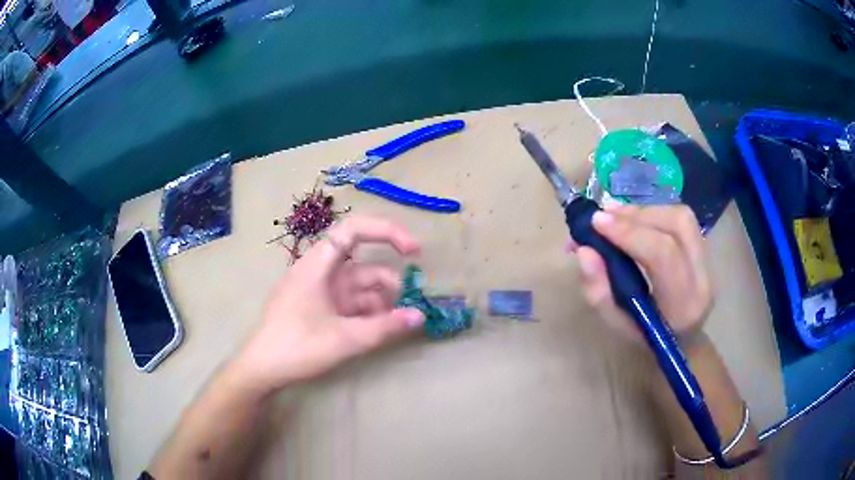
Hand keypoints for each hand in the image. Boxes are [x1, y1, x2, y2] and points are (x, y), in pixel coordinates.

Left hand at [234, 216, 424, 393]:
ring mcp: (319, 291)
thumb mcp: (344, 339)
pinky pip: (349, 303)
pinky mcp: (319, 308)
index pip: (354, 230)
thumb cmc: (297, 347)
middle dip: (388, 281)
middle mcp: (319, 272)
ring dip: (380, 301)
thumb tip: (419, 316)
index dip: (386, 232)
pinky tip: (380, 329)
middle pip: (361, 264)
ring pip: (358, 287)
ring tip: (397, 323)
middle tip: (410, 304)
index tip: (413, 251)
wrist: (261, 369)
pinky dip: (367, 312)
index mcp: (318, 266)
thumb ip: (384, 327)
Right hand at [568, 204, 712, 344]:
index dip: (630, 233)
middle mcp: (703, 279)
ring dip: (645, 210)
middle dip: (637, 215)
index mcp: (682, 306)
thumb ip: (598, 290)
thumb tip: (583, 250)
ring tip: (616, 215)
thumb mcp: (615, 324)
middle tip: (603, 217)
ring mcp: (709, 261)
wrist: (681, 341)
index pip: (663, 255)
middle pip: (677, 226)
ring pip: (681, 217)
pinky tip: (634, 219)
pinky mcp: (705, 248)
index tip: (596, 223)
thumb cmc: (645, 338)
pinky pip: (681, 219)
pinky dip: (653, 213)